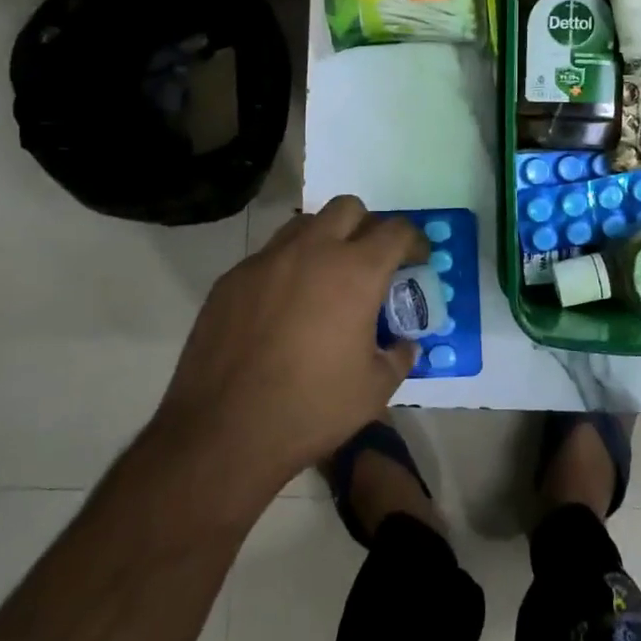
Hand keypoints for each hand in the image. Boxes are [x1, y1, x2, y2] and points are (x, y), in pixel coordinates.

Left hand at [152, 196, 426, 490]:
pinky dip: (286, 268)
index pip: (396, 230)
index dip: (414, 241)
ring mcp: (266, 260)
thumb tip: (404, 344)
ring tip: (325, 279)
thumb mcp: (374, 390)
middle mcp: (312, 251)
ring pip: (304, 225)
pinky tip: (281, 308)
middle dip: (367, 226)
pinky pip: (268, 257)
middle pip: (348, 208)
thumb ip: (398, 357)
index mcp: (356, 272)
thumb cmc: (311, 409)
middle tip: (370, 262)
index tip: (417, 259)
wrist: (223, 432)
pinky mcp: (231, 278)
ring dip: (324, 240)